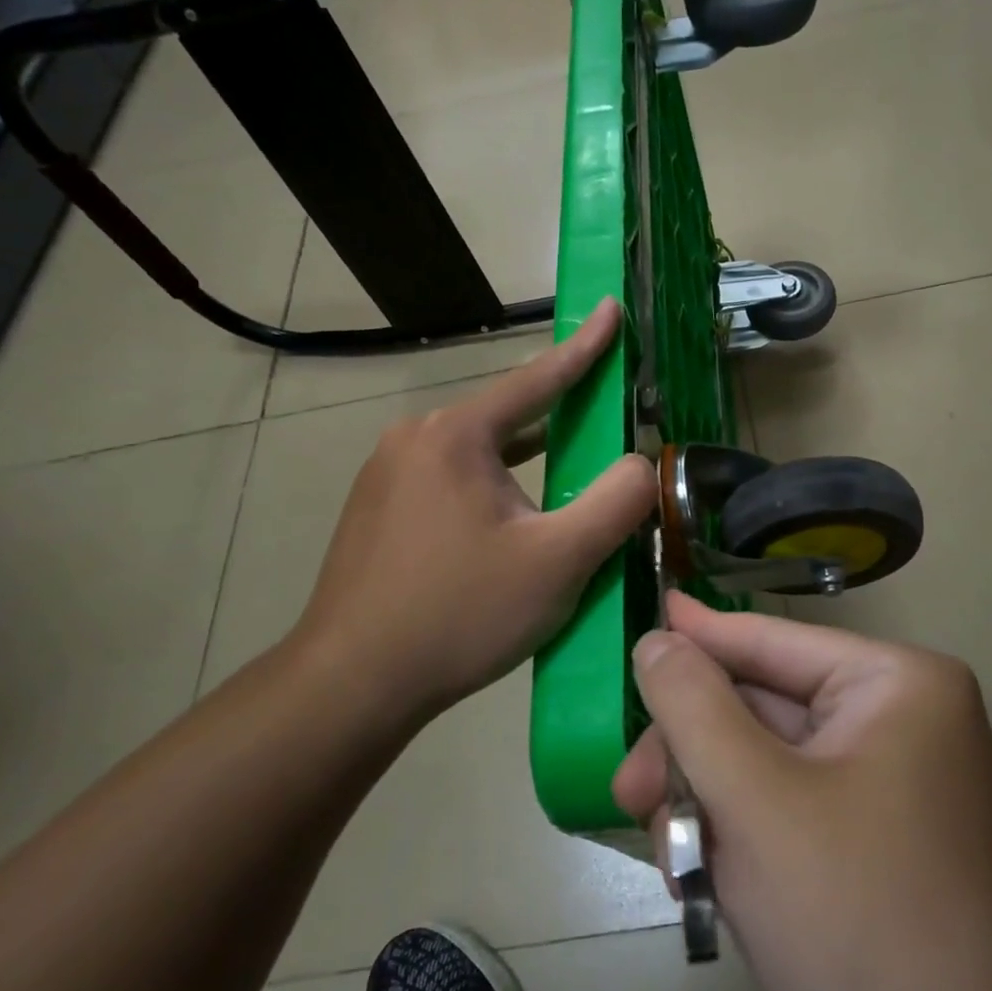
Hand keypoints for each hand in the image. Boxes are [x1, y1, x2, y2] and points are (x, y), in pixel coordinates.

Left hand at [285, 298, 653, 724]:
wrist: (351, 683)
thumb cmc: (460, 614)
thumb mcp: (558, 562)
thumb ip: (616, 502)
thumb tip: (640, 463)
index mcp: (456, 435)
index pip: (537, 379)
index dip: (584, 346)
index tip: (611, 308)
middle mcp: (415, 439)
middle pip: (505, 417)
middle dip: (557, 416)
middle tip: (602, 418)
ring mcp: (386, 474)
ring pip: (478, 453)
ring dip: (525, 461)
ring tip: (564, 470)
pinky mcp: (376, 511)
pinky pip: (451, 480)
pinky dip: (493, 486)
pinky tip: (509, 518)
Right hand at [613, 595, 991, 990]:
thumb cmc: (861, 918)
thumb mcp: (757, 801)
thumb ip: (693, 708)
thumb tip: (657, 639)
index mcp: (894, 684)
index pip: (770, 641)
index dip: (697, 635)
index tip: (639, 619)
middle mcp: (895, 721)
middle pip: (759, 708)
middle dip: (691, 753)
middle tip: (628, 794)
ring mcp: (882, 787)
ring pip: (760, 765)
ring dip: (706, 805)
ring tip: (669, 860)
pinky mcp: (864, 846)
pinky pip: (780, 812)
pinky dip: (735, 839)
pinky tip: (701, 883)